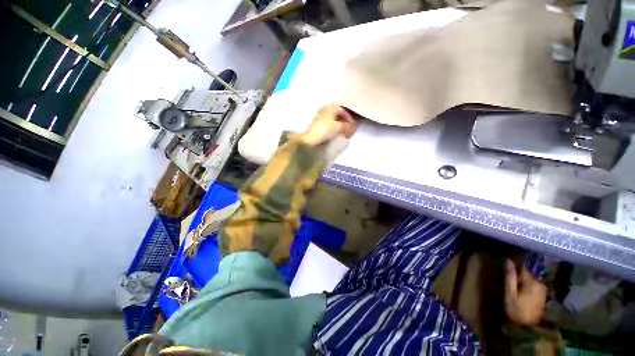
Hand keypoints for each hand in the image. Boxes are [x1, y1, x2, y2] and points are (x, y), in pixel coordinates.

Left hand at [300, 104, 356, 145]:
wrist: (310, 138)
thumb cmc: (325, 130)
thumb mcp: (339, 128)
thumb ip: (348, 127)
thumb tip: (353, 128)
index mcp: (331, 107)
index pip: (343, 111)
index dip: (349, 118)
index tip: (352, 126)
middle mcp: (325, 109)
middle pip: (338, 114)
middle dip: (344, 121)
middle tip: (348, 129)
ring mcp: (320, 116)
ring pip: (332, 119)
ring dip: (339, 124)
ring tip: (342, 132)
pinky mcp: (316, 123)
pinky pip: (328, 123)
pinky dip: (333, 127)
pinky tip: (334, 133)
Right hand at [505, 260, 546, 325]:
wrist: (528, 327)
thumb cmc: (516, 309)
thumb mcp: (510, 293)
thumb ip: (510, 277)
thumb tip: (508, 260)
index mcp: (532, 282)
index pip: (522, 268)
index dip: (513, 268)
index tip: (506, 271)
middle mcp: (540, 283)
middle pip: (527, 274)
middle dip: (518, 276)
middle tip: (510, 283)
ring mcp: (543, 289)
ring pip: (530, 279)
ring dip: (522, 281)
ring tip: (515, 288)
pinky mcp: (543, 294)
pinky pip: (533, 285)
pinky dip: (527, 286)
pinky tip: (522, 293)